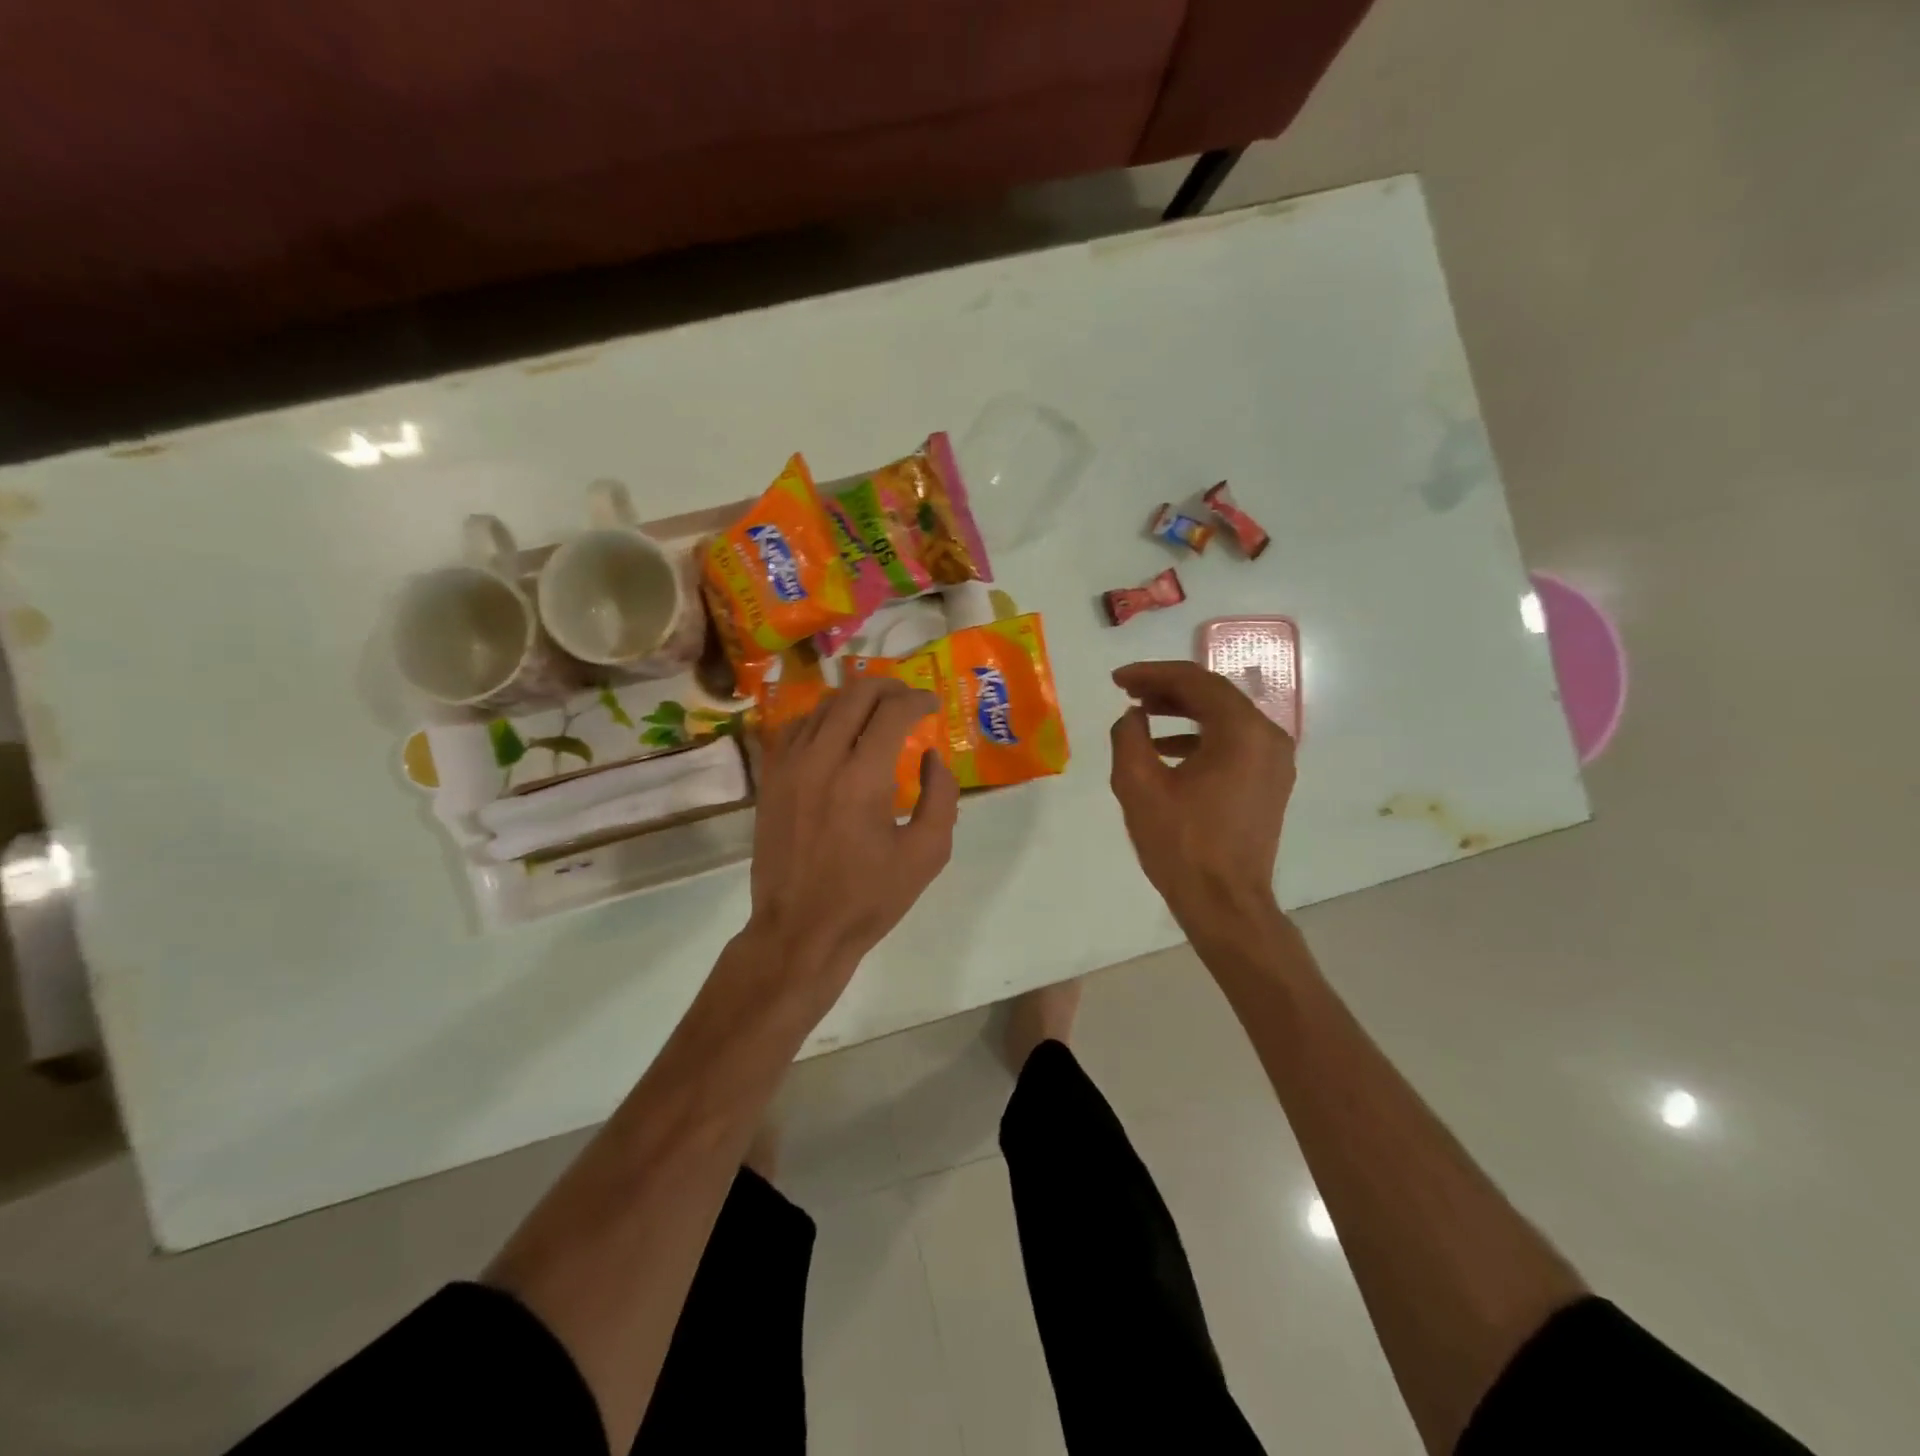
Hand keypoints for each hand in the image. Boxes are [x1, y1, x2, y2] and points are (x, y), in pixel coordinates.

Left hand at [748, 676, 958, 1015]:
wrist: (799, 931)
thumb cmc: (869, 898)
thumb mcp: (927, 854)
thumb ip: (941, 797)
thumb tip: (931, 756)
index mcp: (862, 778)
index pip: (892, 711)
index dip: (918, 700)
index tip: (932, 705)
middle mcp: (820, 760)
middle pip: (855, 695)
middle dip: (888, 687)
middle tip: (908, 699)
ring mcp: (788, 767)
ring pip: (823, 706)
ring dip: (855, 701)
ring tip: (877, 713)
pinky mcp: (770, 780)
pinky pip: (796, 728)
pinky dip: (823, 719)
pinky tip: (837, 734)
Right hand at [1108, 660, 1295, 937]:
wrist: (1225, 903)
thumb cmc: (1181, 844)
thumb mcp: (1138, 785)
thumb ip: (1128, 736)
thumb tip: (1132, 716)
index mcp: (1242, 731)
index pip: (1195, 681)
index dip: (1151, 673)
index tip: (1117, 679)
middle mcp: (1268, 736)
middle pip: (1214, 694)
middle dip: (1167, 688)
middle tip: (1127, 690)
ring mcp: (1274, 760)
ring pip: (1224, 717)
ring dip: (1182, 710)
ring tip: (1142, 712)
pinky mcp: (1270, 781)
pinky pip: (1233, 742)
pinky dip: (1199, 736)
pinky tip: (1166, 748)